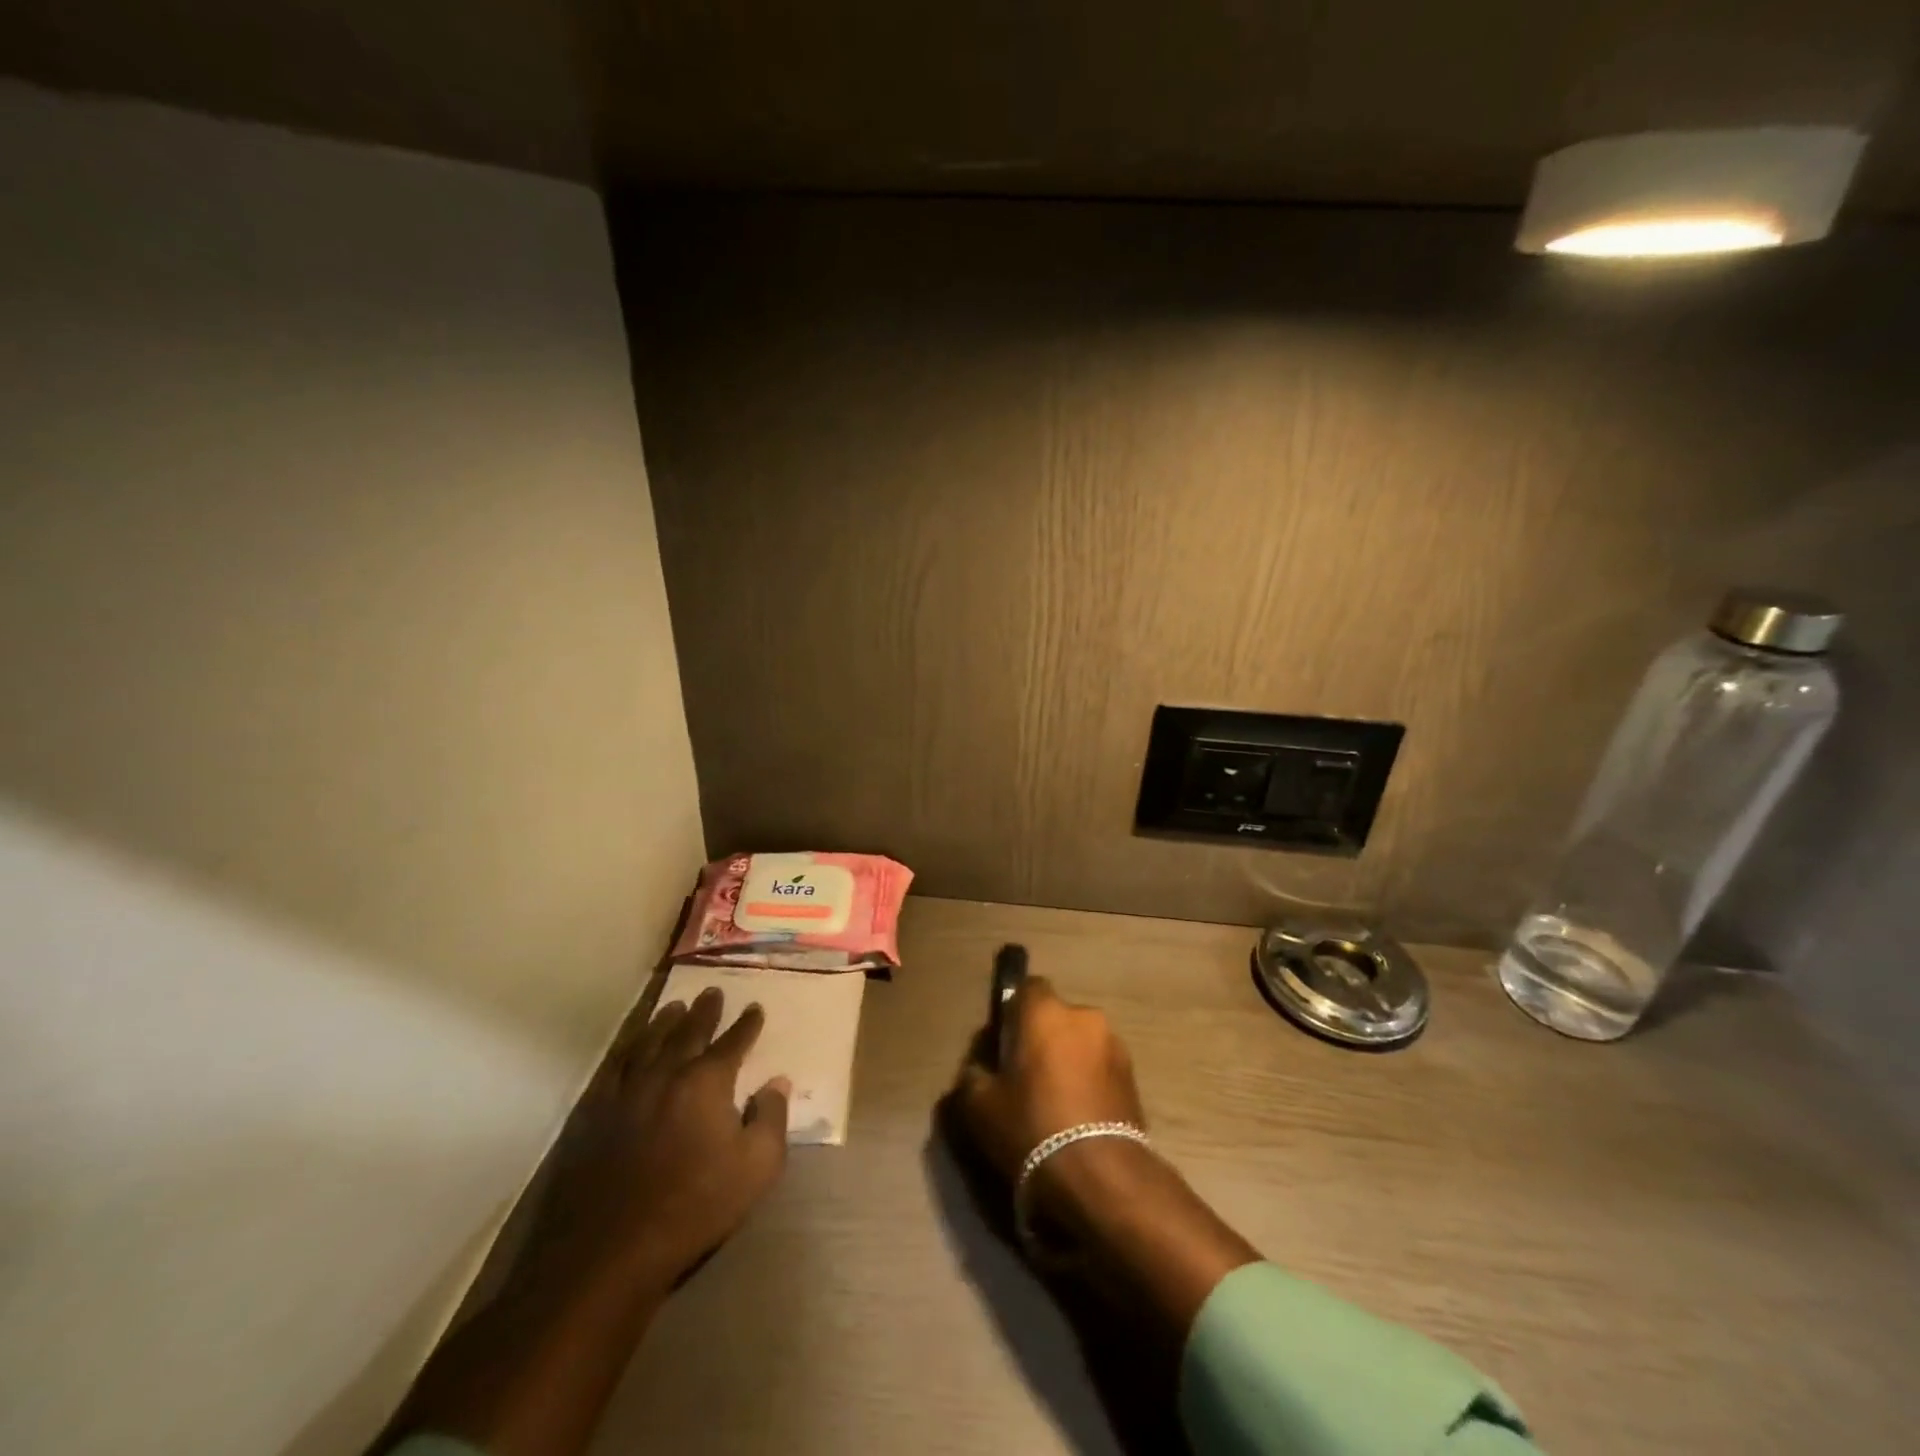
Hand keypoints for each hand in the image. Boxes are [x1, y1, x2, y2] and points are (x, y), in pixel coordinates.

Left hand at [527, 987, 789, 1300]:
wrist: (608, 1251)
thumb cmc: (693, 1208)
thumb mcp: (755, 1168)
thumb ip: (771, 1119)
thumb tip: (777, 1083)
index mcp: (706, 1082)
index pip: (733, 1042)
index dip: (747, 1024)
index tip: (755, 1008)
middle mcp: (666, 1073)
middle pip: (688, 1032)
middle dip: (704, 1011)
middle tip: (711, 992)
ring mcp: (624, 1091)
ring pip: (647, 1042)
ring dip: (663, 1022)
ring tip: (673, 1007)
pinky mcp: (592, 1114)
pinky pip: (612, 1069)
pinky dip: (625, 1051)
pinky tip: (627, 1050)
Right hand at [952, 975, 1148, 1191]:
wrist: (1100, 1176)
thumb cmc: (1032, 1127)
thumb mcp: (979, 1107)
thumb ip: (973, 1075)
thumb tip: (980, 1068)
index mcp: (1045, 1012)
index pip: (1028, 987)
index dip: (1014, 1011)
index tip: (1004, 1042)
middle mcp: (1084, 1016)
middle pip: (1057, 1017)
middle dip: (1044, 1038)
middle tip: (1027, 1076)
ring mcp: (1114, 1045)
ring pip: (1081, 1042)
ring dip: (1070, 1059)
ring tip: (1057, 1101)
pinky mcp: (1134, 1076)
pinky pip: (1101, 1067)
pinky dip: (1090, 1081)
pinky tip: (1079, 1115)